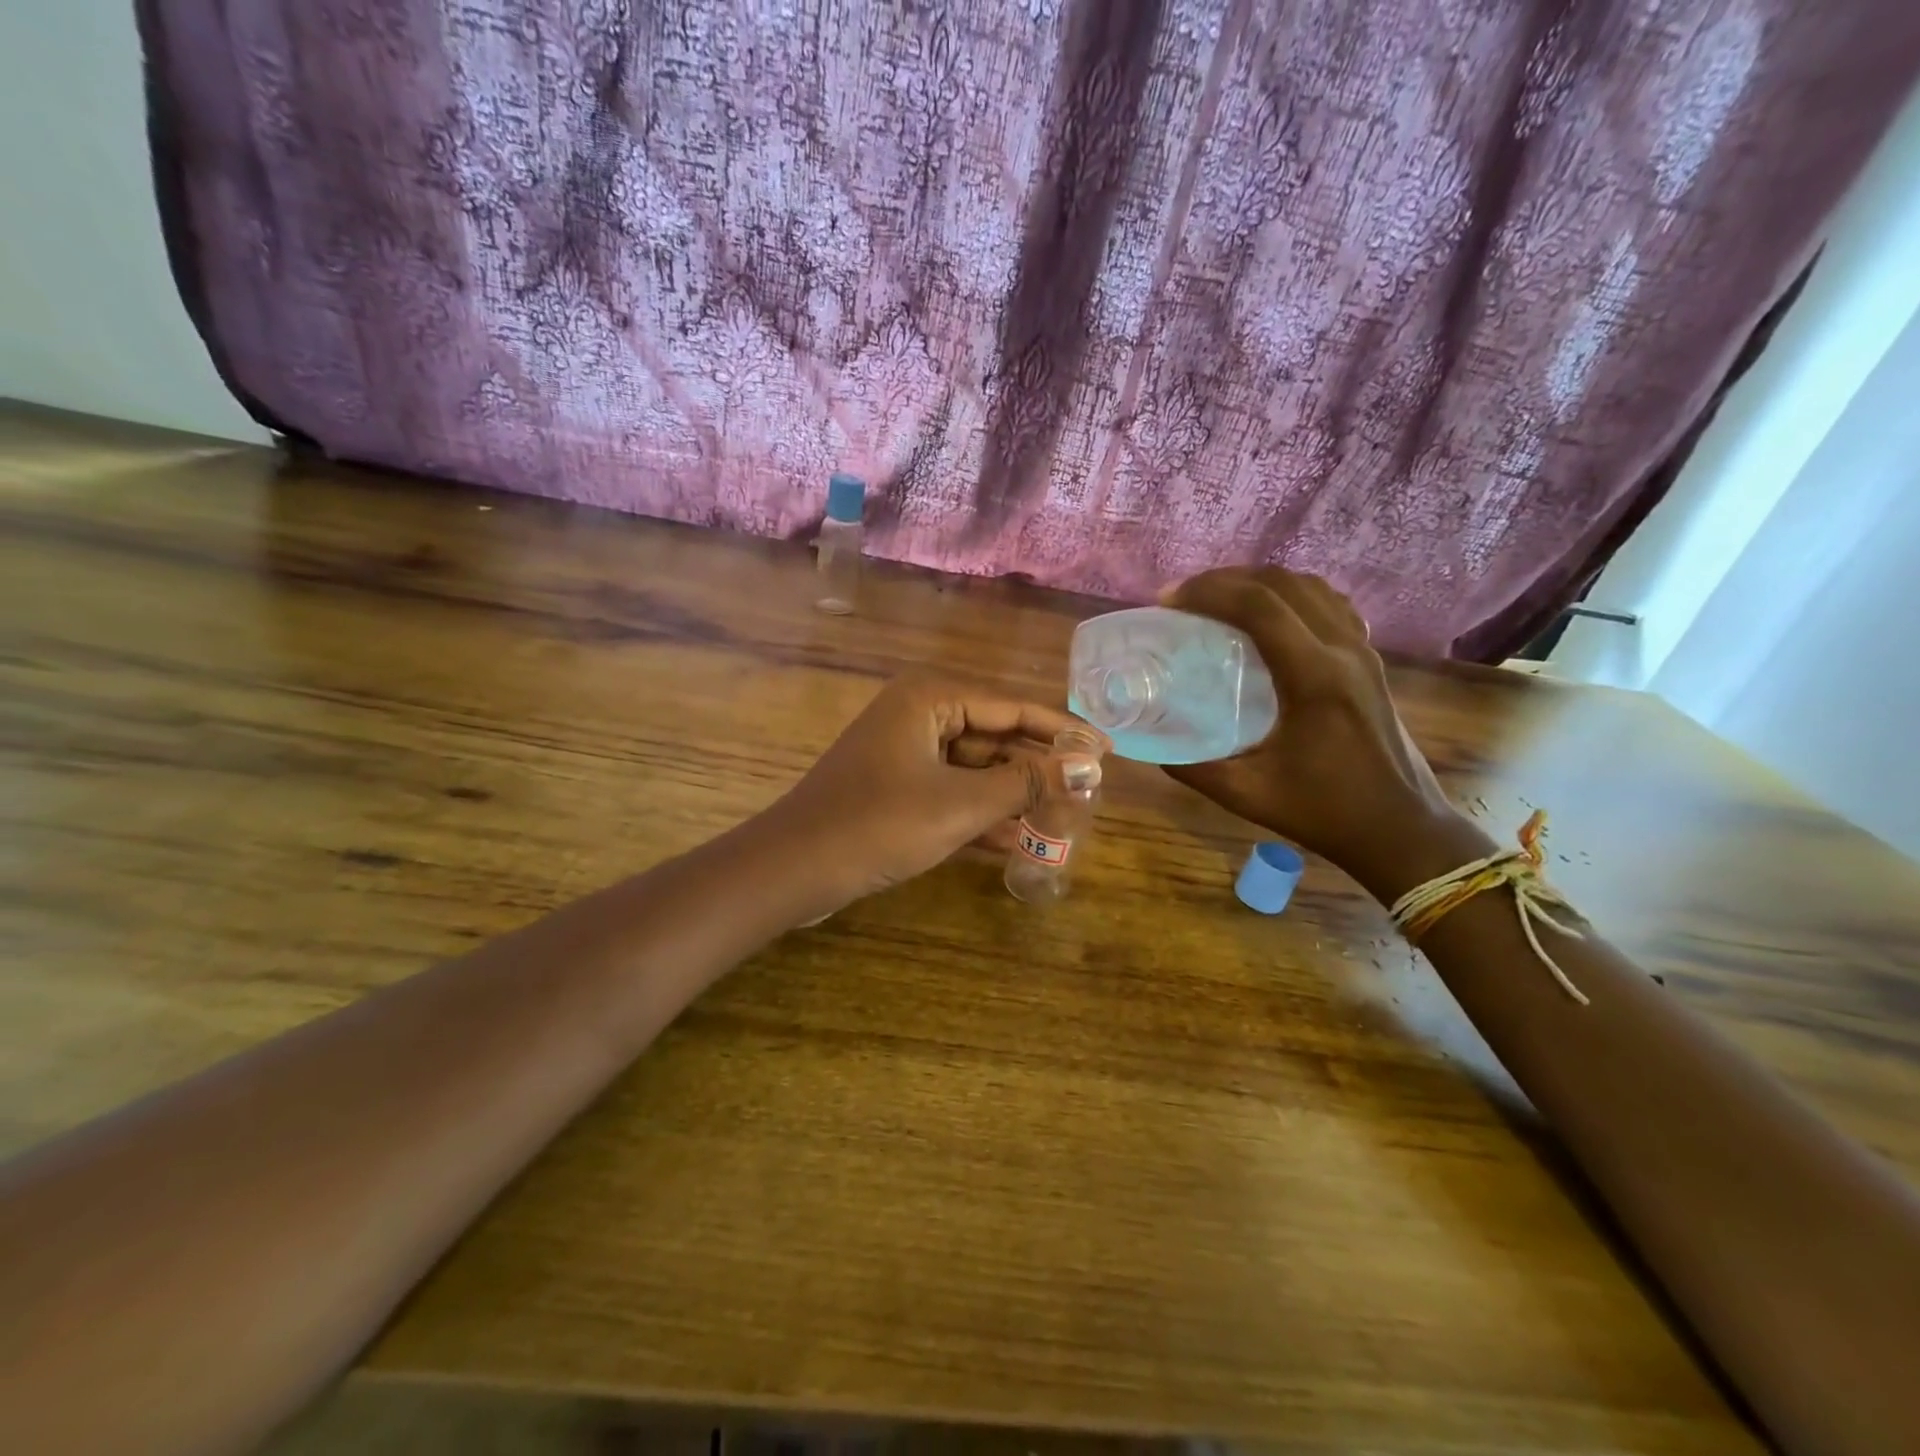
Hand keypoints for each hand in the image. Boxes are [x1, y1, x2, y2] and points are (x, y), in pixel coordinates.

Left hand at [766, 677, 1104, 905]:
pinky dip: (981, 816)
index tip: (1108, 752)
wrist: (794, 869)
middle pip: (996, 737)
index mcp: (932, 698)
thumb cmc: (879, 824)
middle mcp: (920, 714)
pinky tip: (1019, 844)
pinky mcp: (897, 789)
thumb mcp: (960, 804)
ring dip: (1013, 798)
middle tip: (1089, 793)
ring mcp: (906, 753)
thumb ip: (1024, 784)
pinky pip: (952, 793)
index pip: (1014, 708)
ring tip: (1064, 822)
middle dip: (1038, 769)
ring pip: (976, 770)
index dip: (1063, 731)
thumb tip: (1086, 768)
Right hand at [1160, 567, 1461, 890]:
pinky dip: (1290, 595)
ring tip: (1219, 599)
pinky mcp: (1369, 660)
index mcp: (1314, 678)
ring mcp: (1362, 651)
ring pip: (1309, 586)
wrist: (1401, 829)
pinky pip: (1328, 604)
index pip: (1259, 606)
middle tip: (1184, 597)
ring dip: (1259, 582)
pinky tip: (1268, 617)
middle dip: (1226, 579)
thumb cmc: (1324, 812)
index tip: (1168, 600)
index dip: (1208, 591)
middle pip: (1283, 584)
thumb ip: (1193, 768)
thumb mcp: (1247, 795)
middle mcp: (1343, 650)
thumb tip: (1151, 744)